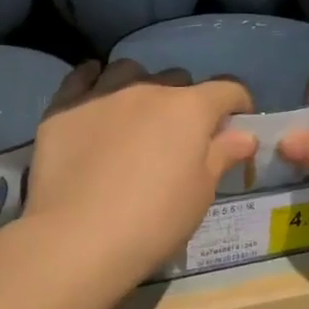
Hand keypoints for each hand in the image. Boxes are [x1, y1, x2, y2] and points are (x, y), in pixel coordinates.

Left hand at [22, 60, 256, 289]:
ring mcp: (102, 94)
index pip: (227, 89)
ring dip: (141, 85)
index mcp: (189, 108)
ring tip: (135, 114)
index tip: (236, 124)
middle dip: (185, 100)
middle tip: (178, 135)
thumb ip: (222, 155)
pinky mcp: (63, 108)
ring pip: (129, 71)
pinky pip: (82, 77)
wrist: (78, 238)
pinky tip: (94, 93)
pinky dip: (93, 80)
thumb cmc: (153, 221)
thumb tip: (245, 134)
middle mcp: (147, 89)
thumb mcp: (200, 194)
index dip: (238, 104)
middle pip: (177, 78)